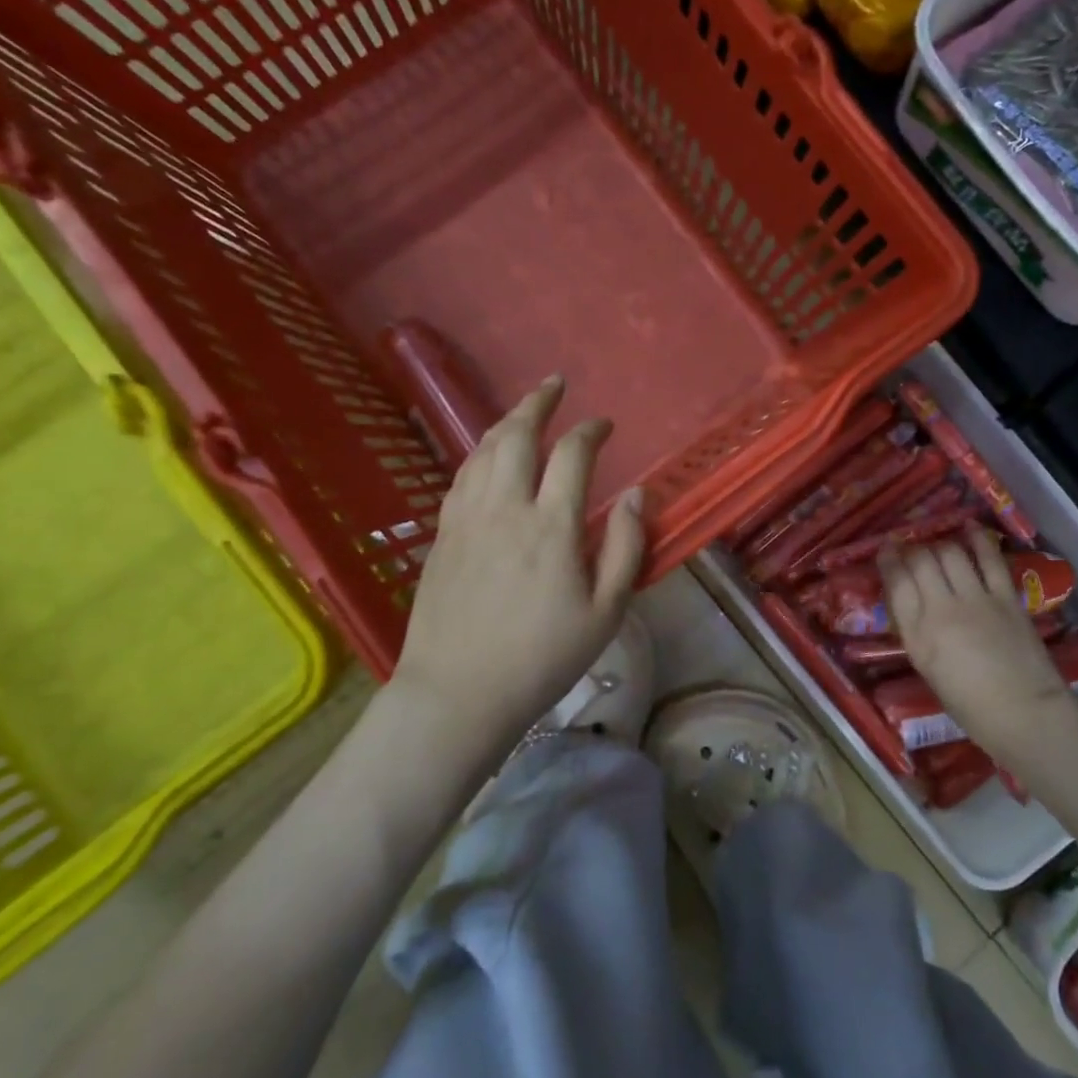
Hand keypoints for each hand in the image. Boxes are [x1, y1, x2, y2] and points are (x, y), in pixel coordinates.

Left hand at [388, 375, 644, 753]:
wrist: (459, 693)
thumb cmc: (542, 657)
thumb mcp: (606, 612)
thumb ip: (625, 547)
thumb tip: (634, 495)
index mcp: (551, 525)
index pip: (573, 454)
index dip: (590, 431)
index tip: (604, 425)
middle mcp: (506, 508)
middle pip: (519, 435)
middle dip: (539, 403)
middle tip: (555, 384)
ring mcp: (468, 518)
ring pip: (484, 450)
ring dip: (507, 421)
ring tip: (524, 409)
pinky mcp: (443, 535)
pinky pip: (462, 476)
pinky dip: (480, 452)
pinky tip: (487, 454)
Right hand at [878, 527, 1070, 752]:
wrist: (1024, 714)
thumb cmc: (969, 704)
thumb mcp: (927, 666)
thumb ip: (916, 629)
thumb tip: (911, 600)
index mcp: (917, 635)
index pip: (896, 582)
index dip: (888, 560)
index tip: (885, 550)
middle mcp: (941, 610)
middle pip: (921, 561)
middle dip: (912, 549)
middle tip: (912, 550)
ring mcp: (975, 600)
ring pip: (950, 553)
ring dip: (940, 545)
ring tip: (938, 548)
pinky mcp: (1005, 597)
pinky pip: (989, 559)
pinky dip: (978, 540)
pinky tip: (969, 529)